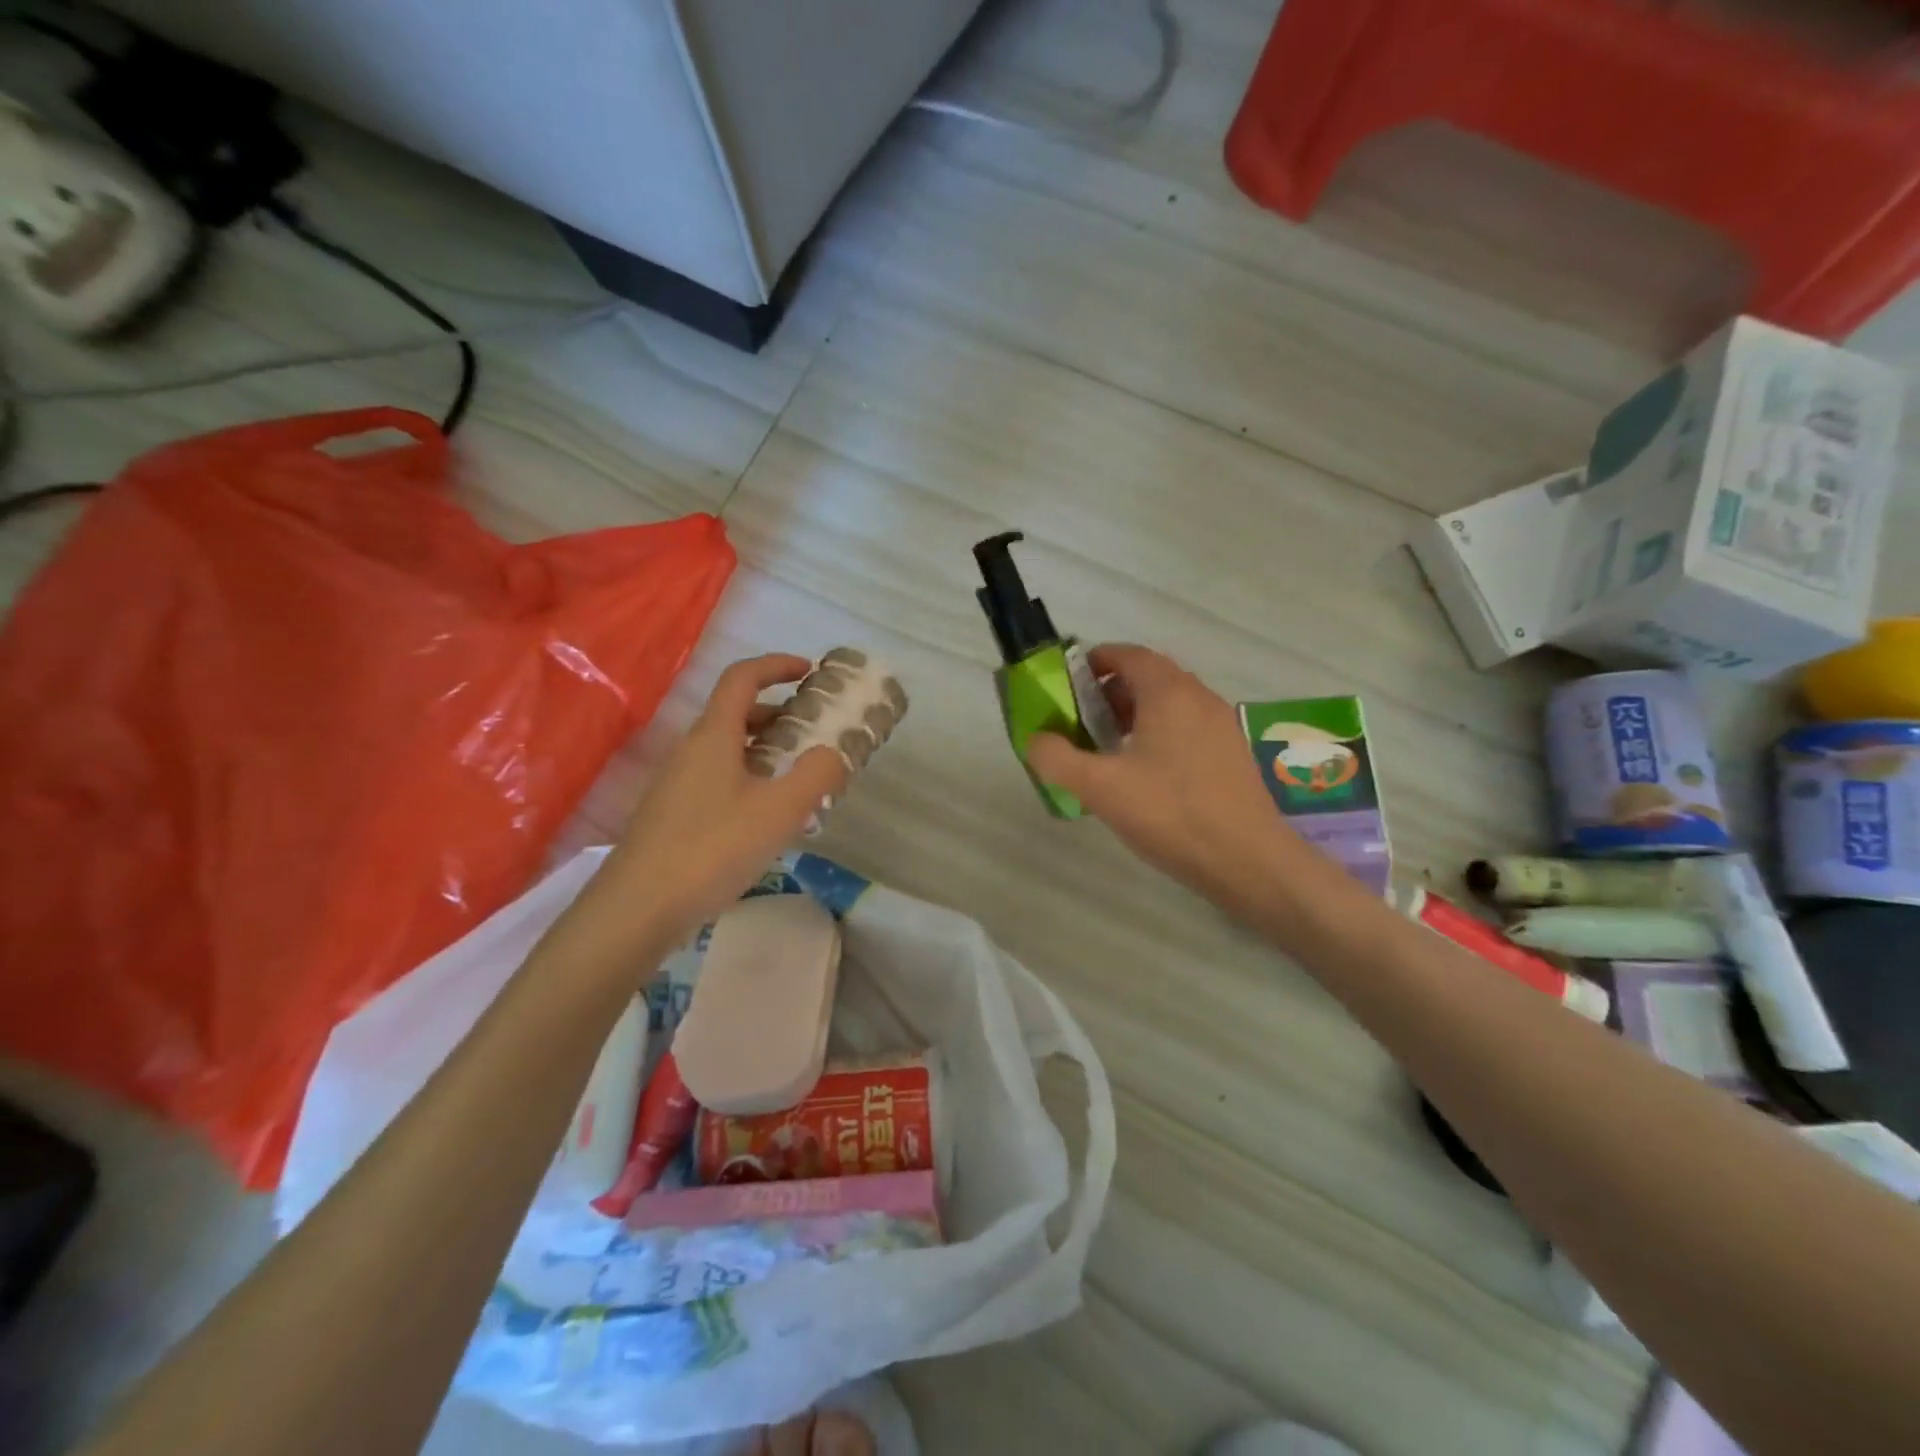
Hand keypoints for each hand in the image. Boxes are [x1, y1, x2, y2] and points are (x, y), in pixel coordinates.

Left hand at [590, 655, 849, 945]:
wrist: (638, 908)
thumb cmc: (712, 848)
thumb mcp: (780, 811)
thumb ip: (817, 775)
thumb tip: (833, 752)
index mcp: (714, 736)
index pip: (742, 678)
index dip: (776, 666)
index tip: (810, 671)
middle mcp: (691, 749)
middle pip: (735, 712)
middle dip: (778, 712)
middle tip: (814, 730)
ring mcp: (676, 782)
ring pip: (726, 748)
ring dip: (765, 748)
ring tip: (798, 775)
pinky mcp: (672, 813)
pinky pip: (717, 776)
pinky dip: (748, 776)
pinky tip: (766, 814)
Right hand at [1026, 645, 1306, 913]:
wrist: (1247, 860)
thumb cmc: (1170, 813)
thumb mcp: (1099, 787)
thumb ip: (1057, 758)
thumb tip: (1036, 740)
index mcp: (1168, 693)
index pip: (1128, 655)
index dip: (1095, 662)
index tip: (1068, 685)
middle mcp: (1199, 698)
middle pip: (1149, 677)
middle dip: (1111, 692)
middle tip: (1082, 721)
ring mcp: (1220, 726)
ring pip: (1170, 704)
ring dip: (1135, 714)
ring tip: (1108, 750)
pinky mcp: (1231, 754)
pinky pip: (1187, 727)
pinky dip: (1159, 734)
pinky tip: (1144, 775)